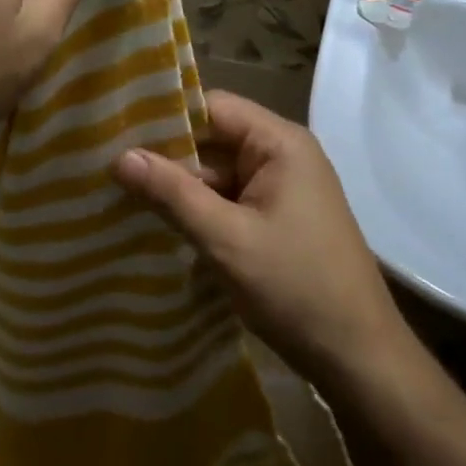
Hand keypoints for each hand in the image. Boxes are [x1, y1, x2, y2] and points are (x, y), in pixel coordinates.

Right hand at [112, 91, 410, 395]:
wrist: (359, 358)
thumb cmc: (296, 287)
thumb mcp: (227, 240)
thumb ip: (173, 194)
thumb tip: (119, 156)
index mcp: (280, 143)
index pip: (213, 107)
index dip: (166, 116)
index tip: (117, 129)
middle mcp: (282, 156)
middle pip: (213, 139)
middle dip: (166, 156)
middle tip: (107, 166)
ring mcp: (281, 190)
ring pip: (217, 174)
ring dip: (178, 187)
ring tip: (119, 193)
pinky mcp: (277, 220)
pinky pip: (229, 201)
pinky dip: (198, 211)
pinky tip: (156, 223)